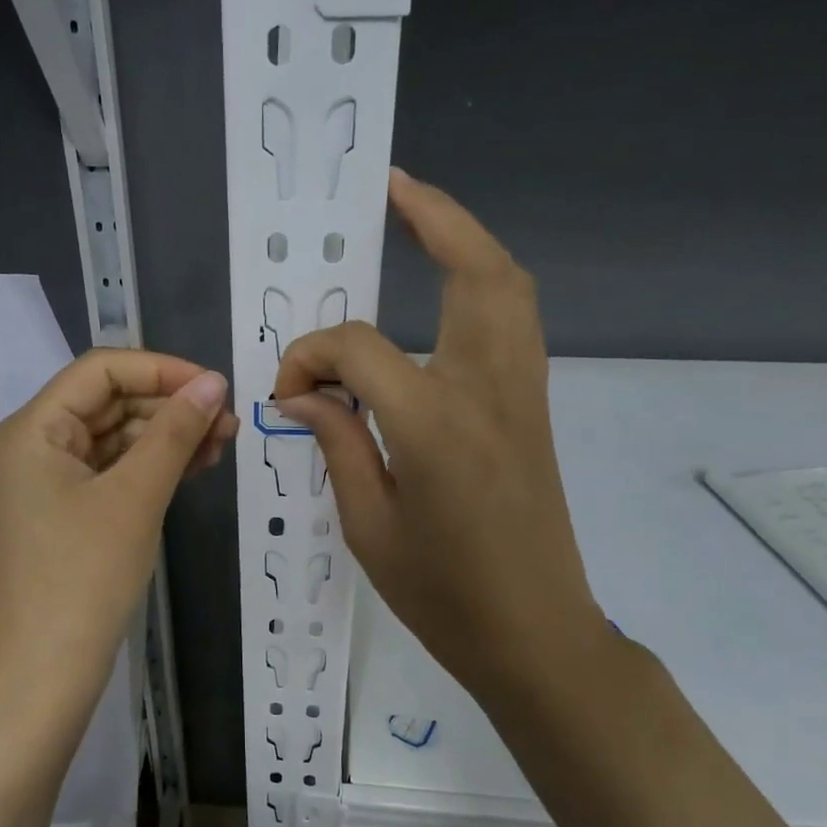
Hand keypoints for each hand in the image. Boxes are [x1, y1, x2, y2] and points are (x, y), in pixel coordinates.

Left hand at [0, 349, 236, 713]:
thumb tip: (214, 383)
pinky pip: (112, 471)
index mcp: (32, 429)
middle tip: (228, 423)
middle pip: (108, 402)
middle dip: (170, 406)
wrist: (43, 675)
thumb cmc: (83, 577)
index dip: (161, 369)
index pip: (100, 370)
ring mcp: (46, 482)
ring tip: (222, 445)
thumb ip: (175, 432)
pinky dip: (151, 466)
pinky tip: (195, 466)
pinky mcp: (64, 512)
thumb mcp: (135, 497)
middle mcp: (32, 445)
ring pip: (115, 438)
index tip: (216, 387)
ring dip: (167, 436)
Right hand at [274, 170, 607, 702]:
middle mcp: (489, 390)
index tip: (289, 393)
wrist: (538, 636)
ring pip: (509, 288)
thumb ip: (338, 443)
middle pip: (476, 272)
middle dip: (436, 218)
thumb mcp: (369, 527)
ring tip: (422, 220)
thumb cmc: (445, 597)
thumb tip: (305, 395)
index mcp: (435, 425)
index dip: (312, 357)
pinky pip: (514, 322)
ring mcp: (523, 394)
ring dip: (468, 242)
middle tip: (392, 190)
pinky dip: (483, 284)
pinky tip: (445, 292)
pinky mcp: (534, 408)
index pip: (359, 348)